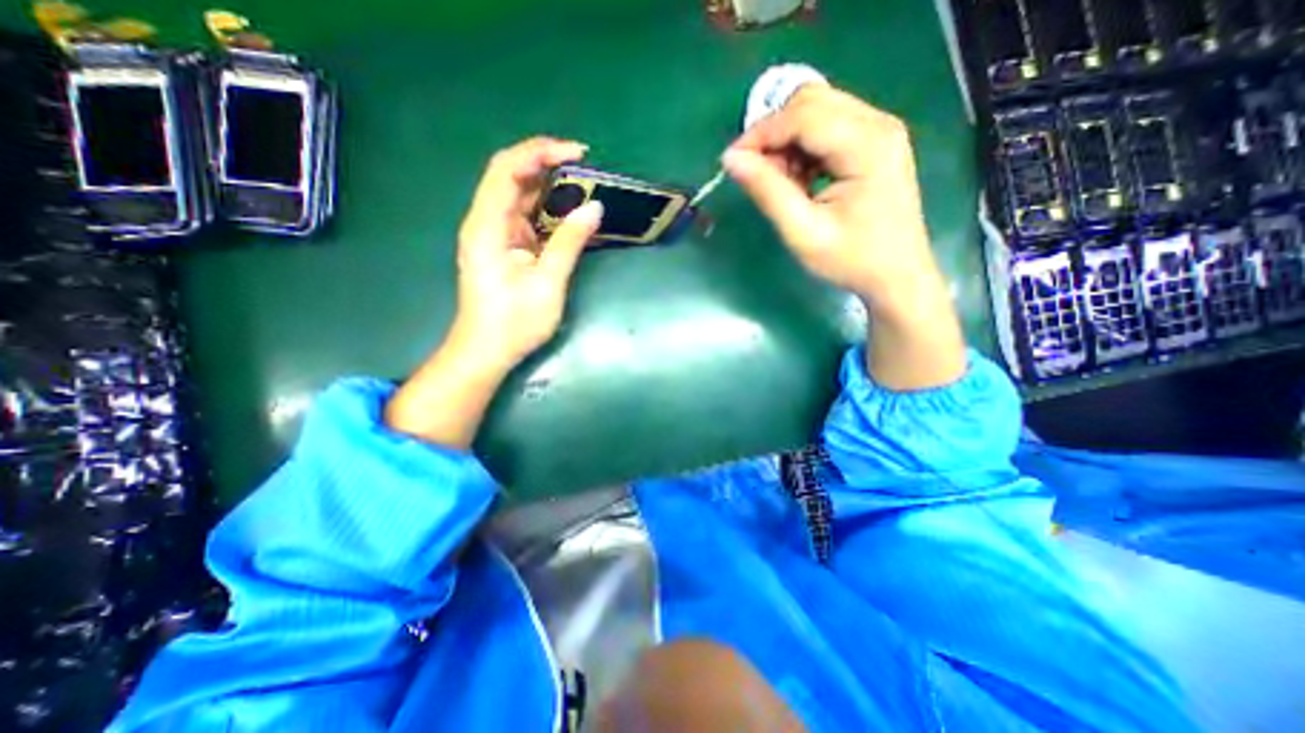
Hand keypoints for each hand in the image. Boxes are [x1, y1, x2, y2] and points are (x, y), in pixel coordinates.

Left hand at [383, 134, 599, 446]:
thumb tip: (595, 208)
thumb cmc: (514, 322)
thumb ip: (570, 242)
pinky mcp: (504, 247)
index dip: (540, 152)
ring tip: (584, 186)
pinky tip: (569, 212)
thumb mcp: (547, 283)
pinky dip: (547, 209)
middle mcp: (485, 222)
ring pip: (519, 196)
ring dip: (549, 187)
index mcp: (487, 226)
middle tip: (586, 168)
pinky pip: (525, 217)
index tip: (578, 154)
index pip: (507, 170)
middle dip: (547, 164)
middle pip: (511, 176)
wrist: (486, 351)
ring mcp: (494, 234)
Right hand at [725, 83, 965, 395]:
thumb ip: (767, 192)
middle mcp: (877, 124)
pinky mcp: (874, 143)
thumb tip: (731, 160)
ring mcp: (879, 131)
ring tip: (781, 184)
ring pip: (817, 112)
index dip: (760, 133)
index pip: (802, 115)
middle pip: (811, 102)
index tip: (732, 162)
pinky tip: (800, 181)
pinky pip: (827, 129)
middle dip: (774, 135)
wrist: (897, 276)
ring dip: (787, 143)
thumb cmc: (851, 260)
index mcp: (866, 145)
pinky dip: (803, 149)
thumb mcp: (803, 232)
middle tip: (758, 175)